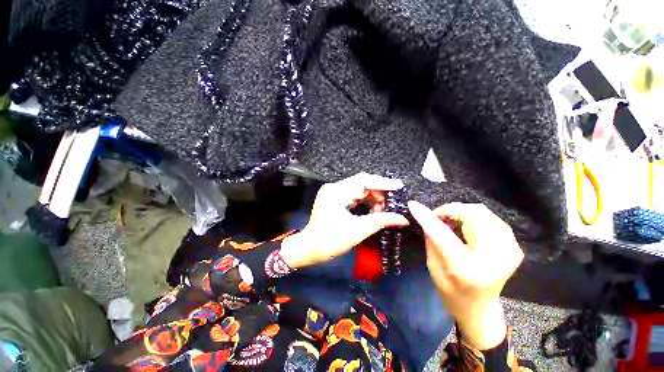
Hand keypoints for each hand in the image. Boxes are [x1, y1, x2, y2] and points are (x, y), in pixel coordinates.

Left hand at [281, 173, 408, 268]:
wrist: (309, 249)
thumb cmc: (329, 241)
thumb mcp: (357, 230)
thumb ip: (380, 221)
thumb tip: (402, 218)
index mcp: (336, 192)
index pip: (363, 181)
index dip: (382, 183)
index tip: (398, 186)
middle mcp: (334, 188)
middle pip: (362, 184)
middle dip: (379, 194)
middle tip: (392, 204)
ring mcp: (334, 193)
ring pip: (360, 190)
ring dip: (373, 199)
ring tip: (384, 210)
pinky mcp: (336, 199)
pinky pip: (355, 196)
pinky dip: (366, 202)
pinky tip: (374, 210)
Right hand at [408, 201, 523, 349]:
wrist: (479, 308)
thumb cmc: (451, 291)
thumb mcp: (432, 266)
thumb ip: (430, 238)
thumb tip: (424, 213)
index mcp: (467, 269)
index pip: (443, 235)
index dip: (428, 217)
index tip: (414, 205)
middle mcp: (494, 258)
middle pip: (471, 215)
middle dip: (450, 211)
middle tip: (437, 217)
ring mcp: (509, 250)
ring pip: (482, 212)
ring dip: (461, 212)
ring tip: (450, 222)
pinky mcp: (514, 246)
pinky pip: (491, 218)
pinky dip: (473, 217)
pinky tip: (465, 226)